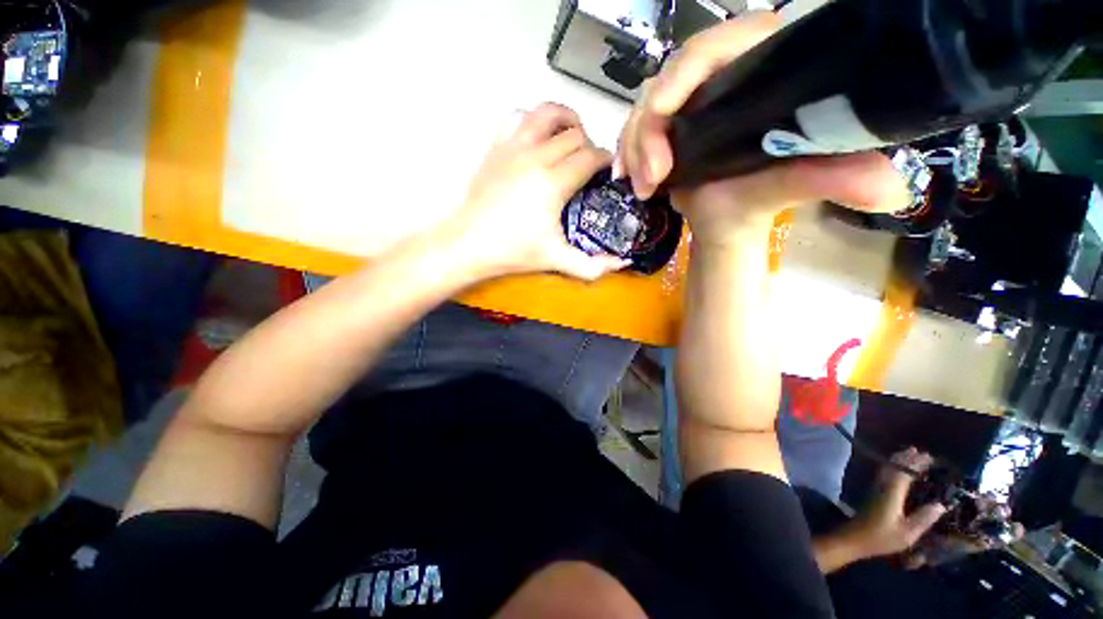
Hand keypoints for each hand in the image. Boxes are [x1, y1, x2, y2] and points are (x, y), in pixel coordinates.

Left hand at [438, 103, 628, 281]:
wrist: (469, 244)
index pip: (591, 156)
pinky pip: (518, 116)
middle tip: (589, 168)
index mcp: (554, 182)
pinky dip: (533, 120)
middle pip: (576, 134)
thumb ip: (593, 266)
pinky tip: (537, 138)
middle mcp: (536, 156)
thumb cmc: (514, 252)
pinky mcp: (496, 146)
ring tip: (571, 140)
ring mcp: (513, 146)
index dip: (606, 162)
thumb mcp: (557, 260)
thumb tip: (623, 263)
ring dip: (566, 121)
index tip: (608, 174)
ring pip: (548, 112)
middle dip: (590, 147)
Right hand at [615, 13, 911, 246]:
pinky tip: (628, 176)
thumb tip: (890, 187)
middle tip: (651, 176)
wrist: (726, 221)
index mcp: (761, 67)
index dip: (684, 72)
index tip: (662, 114)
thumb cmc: (759, 200)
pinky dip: (626, 151)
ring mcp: (689, 100)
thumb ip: (837, 178)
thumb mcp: (796, 184)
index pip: (716, 45)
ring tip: (644, 187)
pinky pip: (635, 126)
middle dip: (649, 127)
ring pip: (645, 105)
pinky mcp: (668, 123)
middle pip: (669, 77)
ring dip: (635, 146)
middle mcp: (721, 77)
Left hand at [843, 448, 947, 560]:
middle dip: (908, 458)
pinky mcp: (872, 492)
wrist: (854, 538)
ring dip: (899, 460)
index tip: (928, 456)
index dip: (915, 463)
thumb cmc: (881, 538)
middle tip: (923, 453)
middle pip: (894, 466)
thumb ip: (924, 518)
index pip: (903, 472)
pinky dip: (893, 466)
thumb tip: (941, 504)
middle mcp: (882, 485)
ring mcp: (875, 487)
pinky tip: (899, 469)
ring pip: (887, 468)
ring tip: (912, 454)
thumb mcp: (907, 533)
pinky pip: (884, 473)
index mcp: (892, 493)